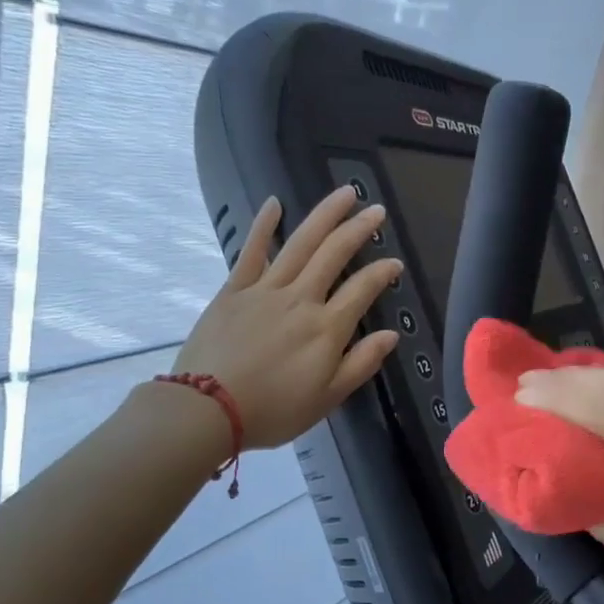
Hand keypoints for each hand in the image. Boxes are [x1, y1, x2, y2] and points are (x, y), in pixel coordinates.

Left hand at [175, 186, 400, 448]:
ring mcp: (265, 290)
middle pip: (334, 254)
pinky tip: (275, 203)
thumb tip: (391, 334)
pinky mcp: (234, 290)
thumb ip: (361, 363)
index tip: (396, 263)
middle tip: (376, 210)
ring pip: (301, 244)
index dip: (383, 273)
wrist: (207, 409)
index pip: (363, 289)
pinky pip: (252, 252)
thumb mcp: (328, 398)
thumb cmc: (274, 410)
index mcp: (327, 328)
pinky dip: (264, 226)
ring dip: (324, 215)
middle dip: (359, 229)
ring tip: (344, 194)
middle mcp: (301, 299)